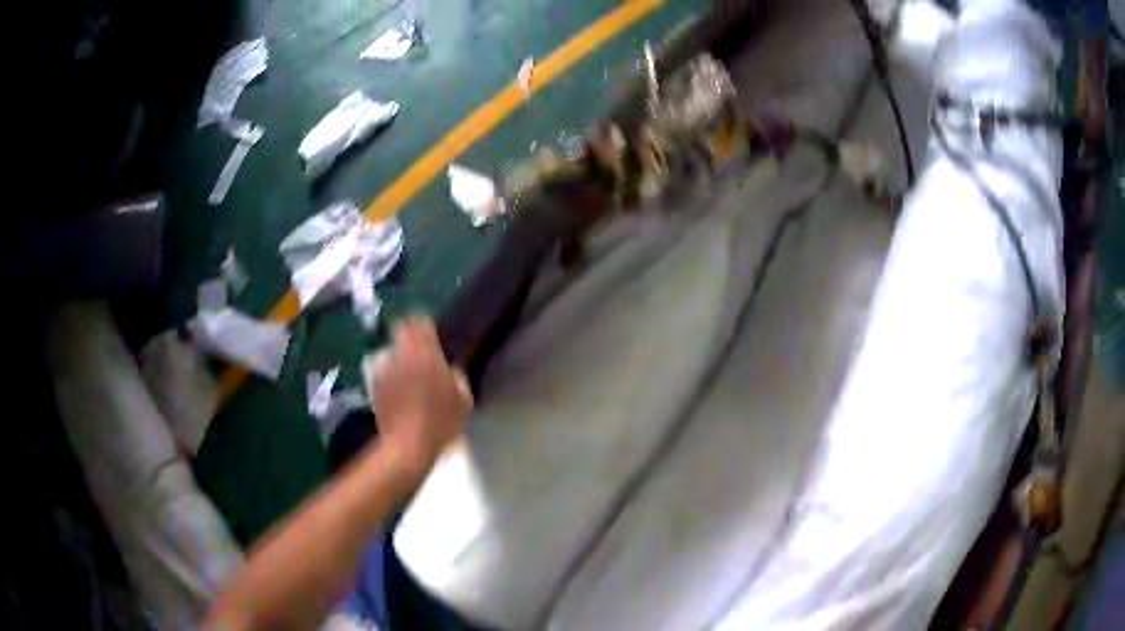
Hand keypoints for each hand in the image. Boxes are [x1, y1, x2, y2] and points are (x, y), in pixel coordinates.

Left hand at [365, 318, 472, 472]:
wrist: (407, 445)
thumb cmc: (440, 423)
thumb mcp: (464, 400)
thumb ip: (458, 377)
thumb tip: (450, 369)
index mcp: (426, 354)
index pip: (422, 324)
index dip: (427, 326)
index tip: (433, 333)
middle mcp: (403, 355)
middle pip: (402, 329)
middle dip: (410, 333)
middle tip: (421, 347)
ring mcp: (386, 369)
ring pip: (392, 349)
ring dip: (400, 354)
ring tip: (408, 370)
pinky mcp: (375, 384)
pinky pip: (385, 369)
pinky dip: (391, 372)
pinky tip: (399, 388)